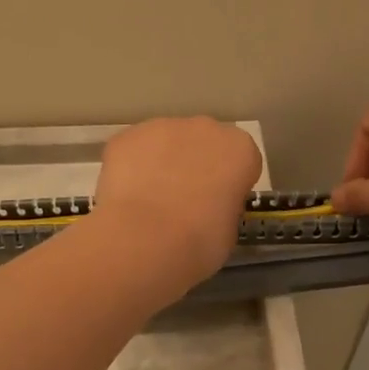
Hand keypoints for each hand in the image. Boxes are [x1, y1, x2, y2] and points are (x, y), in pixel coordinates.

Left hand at [91, 118, 264, 292]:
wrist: (144, 240)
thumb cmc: (199, 242)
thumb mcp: (229, 231)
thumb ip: (224, 206)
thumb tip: (209, 206)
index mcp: (240, 149)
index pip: (242, 160)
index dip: (229, 182)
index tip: (218, 204)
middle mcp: (204, 128)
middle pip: (204, 142)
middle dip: (196, 164)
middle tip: (183, 200)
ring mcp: (162, 127)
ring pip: (166, 142)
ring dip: (162, 163)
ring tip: (149, 201)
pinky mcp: (126, 136)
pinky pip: (134, 150)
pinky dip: (131, 167)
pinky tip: (126, 196)